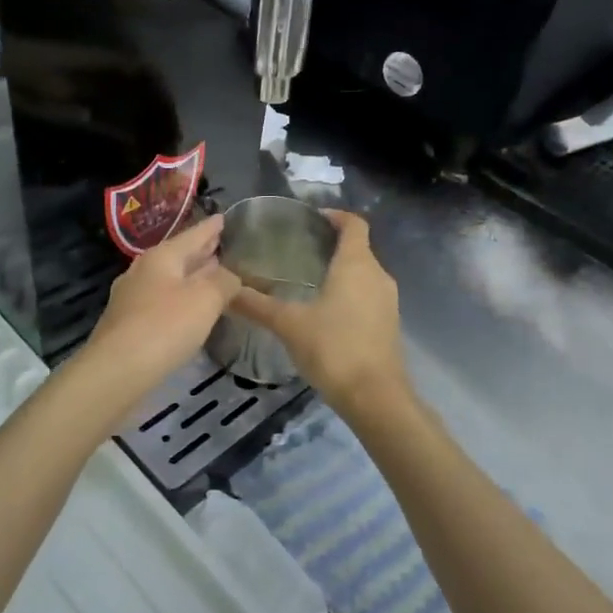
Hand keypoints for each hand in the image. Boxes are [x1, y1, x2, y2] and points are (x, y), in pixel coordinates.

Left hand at [82, 215, 239, 393]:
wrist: (116, 371)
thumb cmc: (164, 327)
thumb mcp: (205, 299)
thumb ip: (223, 282)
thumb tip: (230, 276)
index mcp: (161, 257)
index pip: (192, 235)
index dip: (211, 227)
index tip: (224, 217)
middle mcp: (142, 271)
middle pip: (177, 256)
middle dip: (200, 252)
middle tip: (220, 244)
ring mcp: (131, 298)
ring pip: (168, 279)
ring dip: (190, 276)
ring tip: (211, 275)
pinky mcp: (128, 324)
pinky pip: (160, 301)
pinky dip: (179, 298)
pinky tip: (189, 309)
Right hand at [227, 210, 408, 415]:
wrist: (376, 397)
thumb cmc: (334, 348)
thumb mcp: (288, 324)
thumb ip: (256, 305)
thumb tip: (224, 290)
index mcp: (356, 264)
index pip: (353, 224)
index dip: (334, 215)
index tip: (310, 218)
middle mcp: (378, 275)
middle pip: (358, 248)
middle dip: (331, 245)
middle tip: (297, 249)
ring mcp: (387, 301)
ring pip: (363, 273)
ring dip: (340, 271)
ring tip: (305, 279)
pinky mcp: (388, 324)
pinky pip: (367, 296)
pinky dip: (348, 293)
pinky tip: (323, 311)